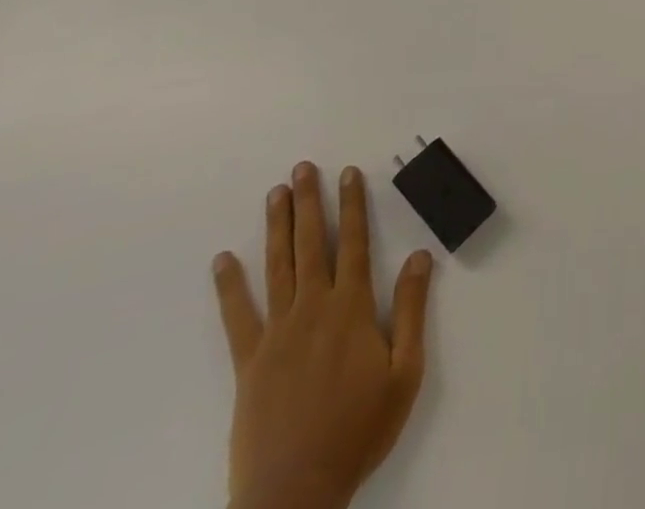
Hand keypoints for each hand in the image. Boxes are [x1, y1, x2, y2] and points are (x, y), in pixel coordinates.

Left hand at [213, 162, 433, 508]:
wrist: (295, 494)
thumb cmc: (359, 430)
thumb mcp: (405, 372)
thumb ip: (414, 309)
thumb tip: (422, 255)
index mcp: (352, 309)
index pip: (355, 242)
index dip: (353, 205)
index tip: (349, 173)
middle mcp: (314, 309)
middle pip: (312, 245)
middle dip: (309, 203)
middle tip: (303, 168)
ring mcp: (277, 334)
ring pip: (277, 268)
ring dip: (277, 228)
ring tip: (274, 194)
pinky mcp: (249, 363)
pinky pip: (237, 317)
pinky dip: (229, 286)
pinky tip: (223, 260)